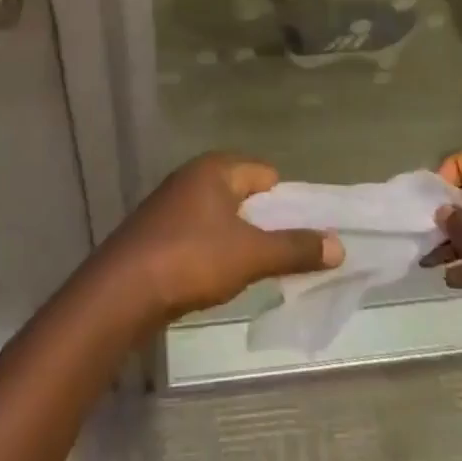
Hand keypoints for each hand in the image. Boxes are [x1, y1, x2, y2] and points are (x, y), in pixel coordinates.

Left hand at [98, 153, 343, 324]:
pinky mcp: (159, 232)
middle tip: (287, 256)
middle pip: (245, 195)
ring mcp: (173, 204)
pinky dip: (216, 252)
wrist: (122, 291)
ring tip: (258, 271)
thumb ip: (294, 248)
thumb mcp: (250, 254)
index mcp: (216, 169)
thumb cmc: (191, 259)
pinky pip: (201, 234)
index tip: (306, 234)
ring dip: (241, 240)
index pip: (266, 175)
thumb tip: (339, 245)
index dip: (289, 204)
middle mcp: (194, 177)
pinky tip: (221, 278)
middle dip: (266, 224)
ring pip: (222, 217)